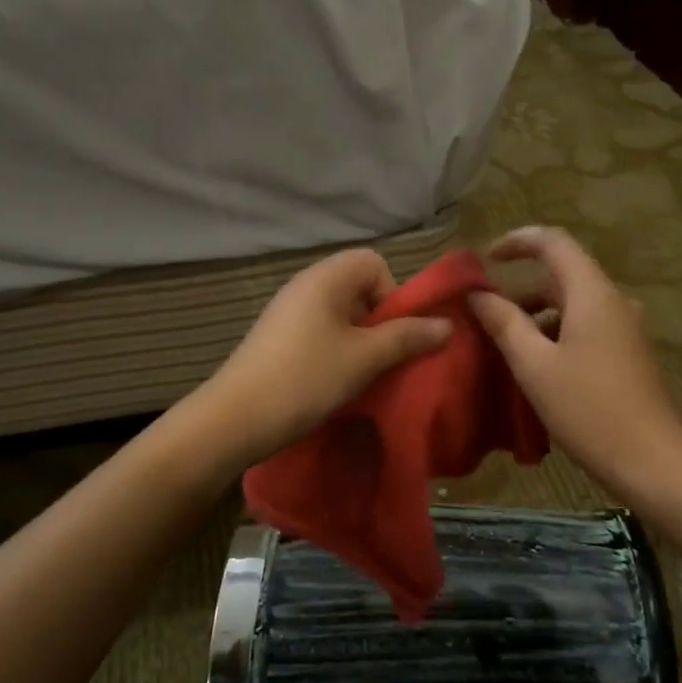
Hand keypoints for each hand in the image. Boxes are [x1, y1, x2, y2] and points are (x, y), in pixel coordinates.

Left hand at [200, 248, 452, 466]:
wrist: (235, 418)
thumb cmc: (305, 379)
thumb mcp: (364, 358)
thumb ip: (407, 338)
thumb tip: (446, 324)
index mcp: (324, 278)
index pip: (374, 263)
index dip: (392, 294)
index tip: (392, 333)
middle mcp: (304, 286)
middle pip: (358, 288)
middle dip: (380, 322)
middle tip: (382, 359)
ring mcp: (287, 313)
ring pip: (340, 316)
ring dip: (359, 342)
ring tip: (362, 376)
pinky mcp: (277, 340)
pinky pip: (320, 334)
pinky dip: (336, 353)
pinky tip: (334, 384)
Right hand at [469, 227, 681, 500]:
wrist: (652, 460)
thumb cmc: (588, 409)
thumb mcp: (534, 365)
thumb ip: (504, 323)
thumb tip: (477, 294)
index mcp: (592, 294)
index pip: (554, 242)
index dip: (517, 241)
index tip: (485, 260)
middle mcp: (614, 301)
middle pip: (562, 276)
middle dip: (520, 291)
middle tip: (484, 318)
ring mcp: (625, 329)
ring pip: (573, 306)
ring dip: (537, 317)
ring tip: (504, 348)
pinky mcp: (629, 354)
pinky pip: (586, 328)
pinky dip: (556, 335)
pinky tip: (537, 368)